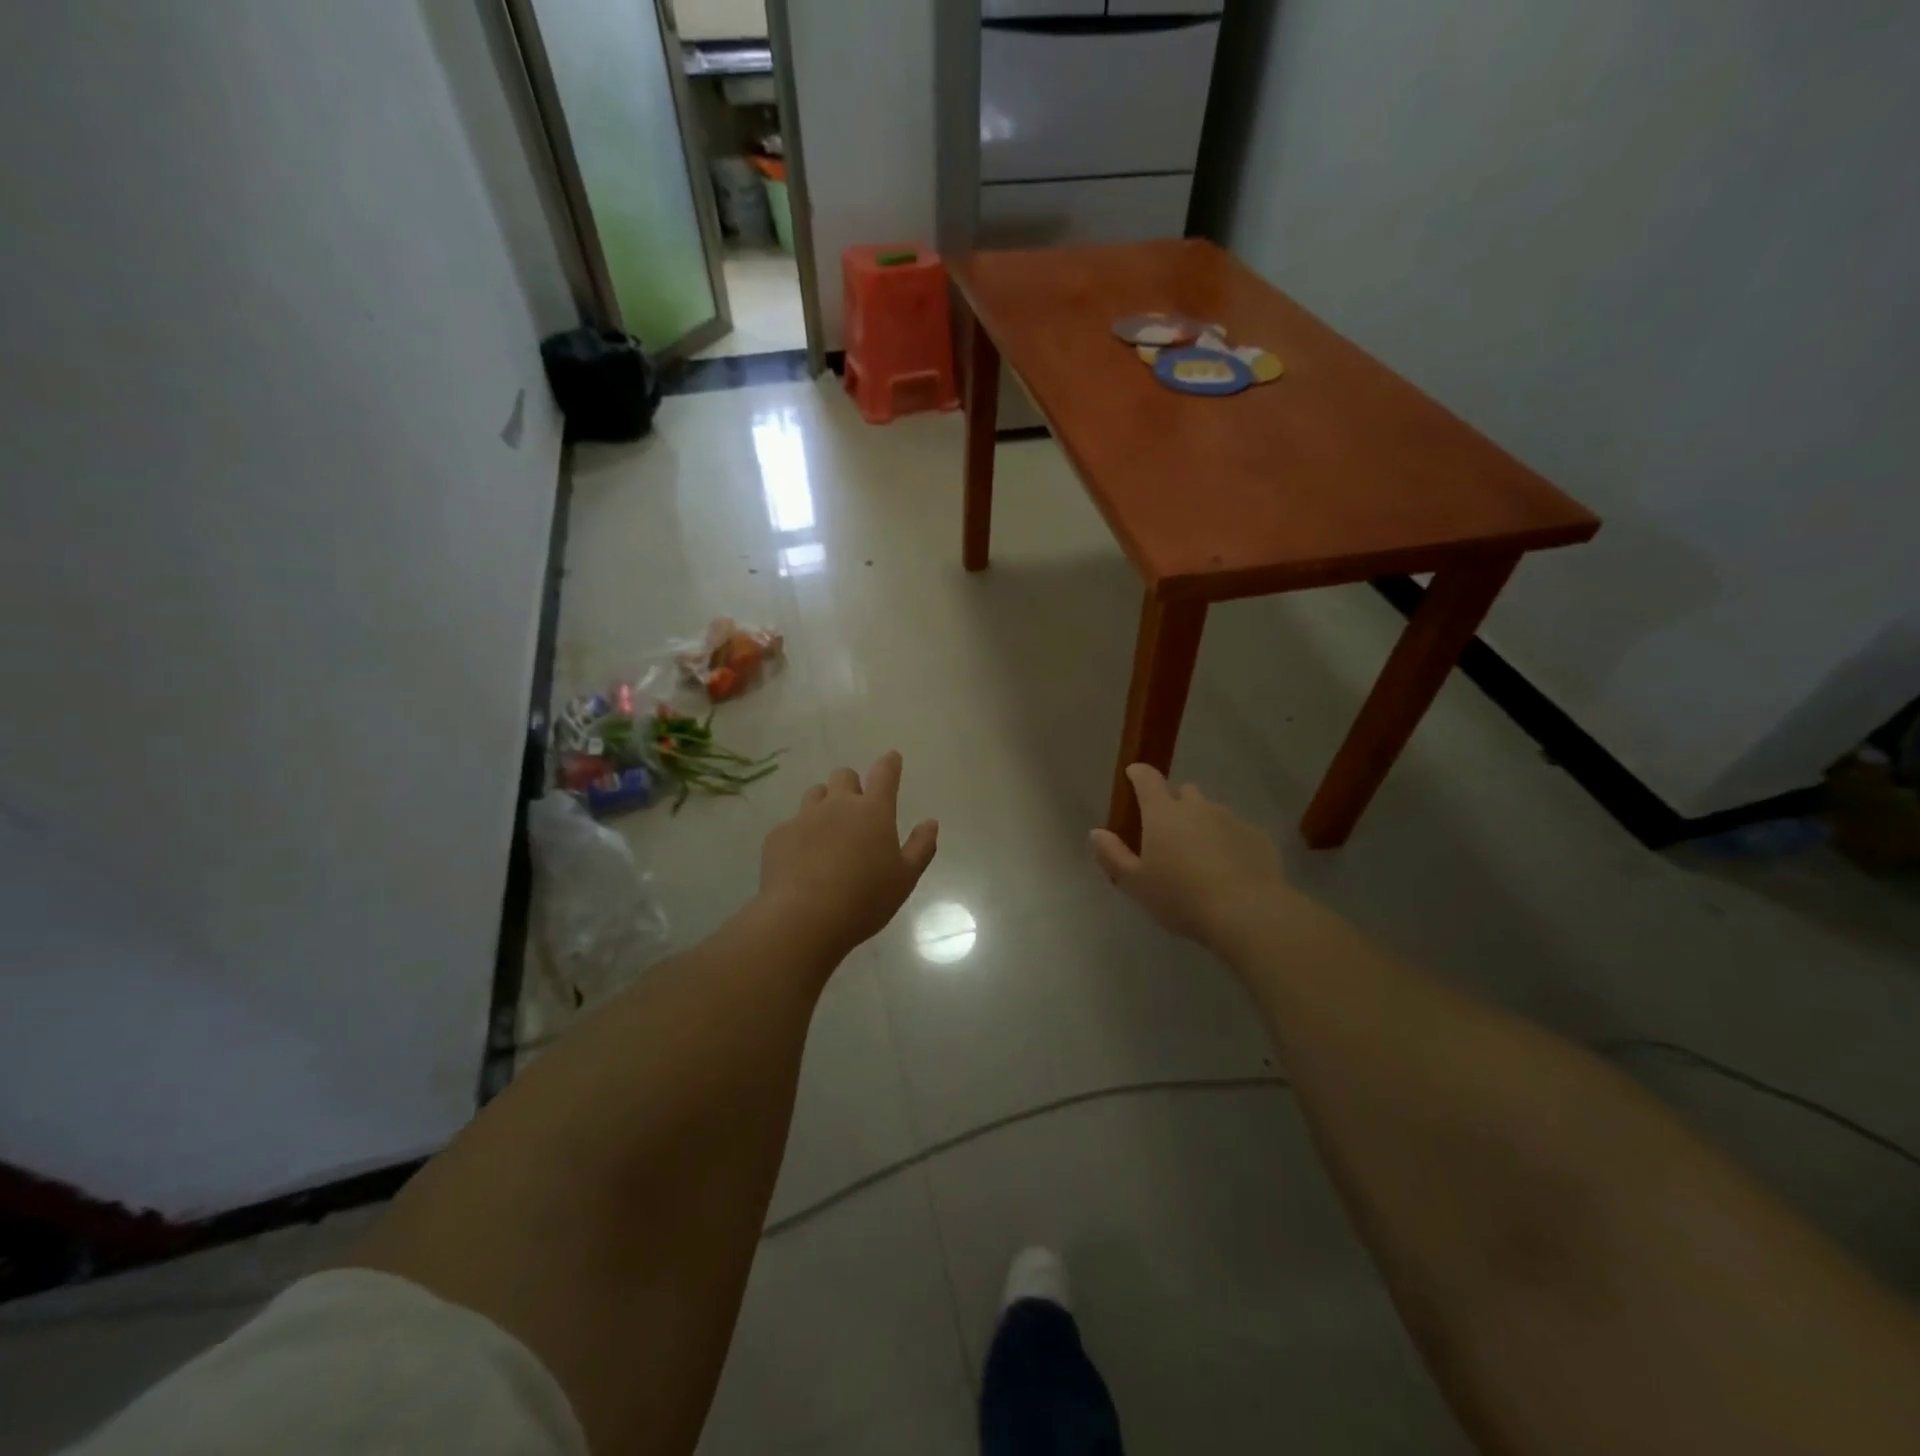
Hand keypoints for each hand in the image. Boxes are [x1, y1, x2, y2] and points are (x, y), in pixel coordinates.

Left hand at [759, 752, 938, 959]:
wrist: (803, 918)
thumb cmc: (864, 899)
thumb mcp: (905, 878)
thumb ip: (920, 847)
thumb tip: (931, 822)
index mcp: (873, 811)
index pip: (884, 774)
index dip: (889, 764)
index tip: (892, 758)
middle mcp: (838, 805)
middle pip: (844, 776)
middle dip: (852, 785)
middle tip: (856, 810)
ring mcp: (804, 818)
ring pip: (815, 794)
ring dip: (824, 804)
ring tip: (828, 832)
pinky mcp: (778, 836)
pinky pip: (791, 824)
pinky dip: (800, 834)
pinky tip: (802, 860)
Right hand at [1090, 764, 1289, 947]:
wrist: (1247, 912)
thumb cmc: (1181, 897)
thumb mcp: (1136, 884)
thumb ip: (1113, 855)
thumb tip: (1096, 833)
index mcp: (1163, 813)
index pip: (1147, 779)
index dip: (1138, 774)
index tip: (1133, 775)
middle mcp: (1197, 807)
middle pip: (1183, 792)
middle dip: (1174, 803)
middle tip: (1167, 831)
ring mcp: (1230, 819)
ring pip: (1211, 811)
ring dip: (1202, 823)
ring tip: (1199, 854)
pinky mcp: (1256, 836)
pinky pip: (1235, 830)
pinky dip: (1227, 841)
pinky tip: (1227, 868)